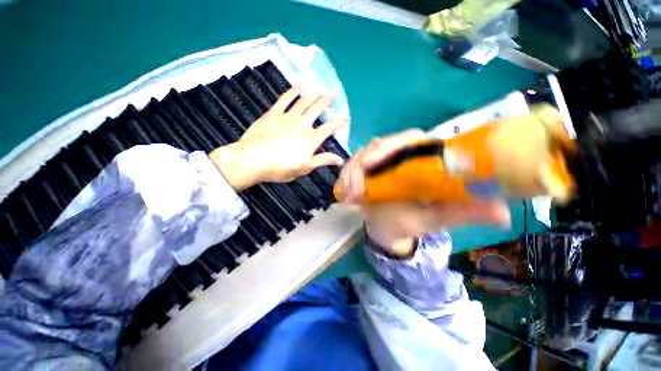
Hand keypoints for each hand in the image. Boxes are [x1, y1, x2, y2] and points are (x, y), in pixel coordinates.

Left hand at [209, 87, 347, 190]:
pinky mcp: (274, 113)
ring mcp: (288, 116)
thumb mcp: (305, 168)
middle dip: (326, 102)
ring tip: (319, 91)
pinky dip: (293, 91)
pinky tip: (299, 87)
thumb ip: (323, 160)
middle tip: (331, 98)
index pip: (330, 128)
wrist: (253, 160)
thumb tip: (340, 160)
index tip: (345, 119)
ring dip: (313, 95)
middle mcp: (303, 124)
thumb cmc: (281, 168)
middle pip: (317, 109)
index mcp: (311, 139)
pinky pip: (286, 98)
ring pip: (304, 101)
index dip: (339, 122)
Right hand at [336, 130, 510, 256]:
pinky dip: (345, 178)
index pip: (408, 139)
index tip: (372, 163)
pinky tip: (345, 194)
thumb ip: (462, 213)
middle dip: (363, 163)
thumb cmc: (411, 222)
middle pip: (379, 145)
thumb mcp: (435, 219)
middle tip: (356, 189)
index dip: (390, 146)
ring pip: (362, 155)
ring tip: (350, 196)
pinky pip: (351, 167)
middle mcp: (399, 156)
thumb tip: (502, 212)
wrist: (388, 229)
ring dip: (351, 173)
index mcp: (420, 160)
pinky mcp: (364, 170)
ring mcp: (379, 162)